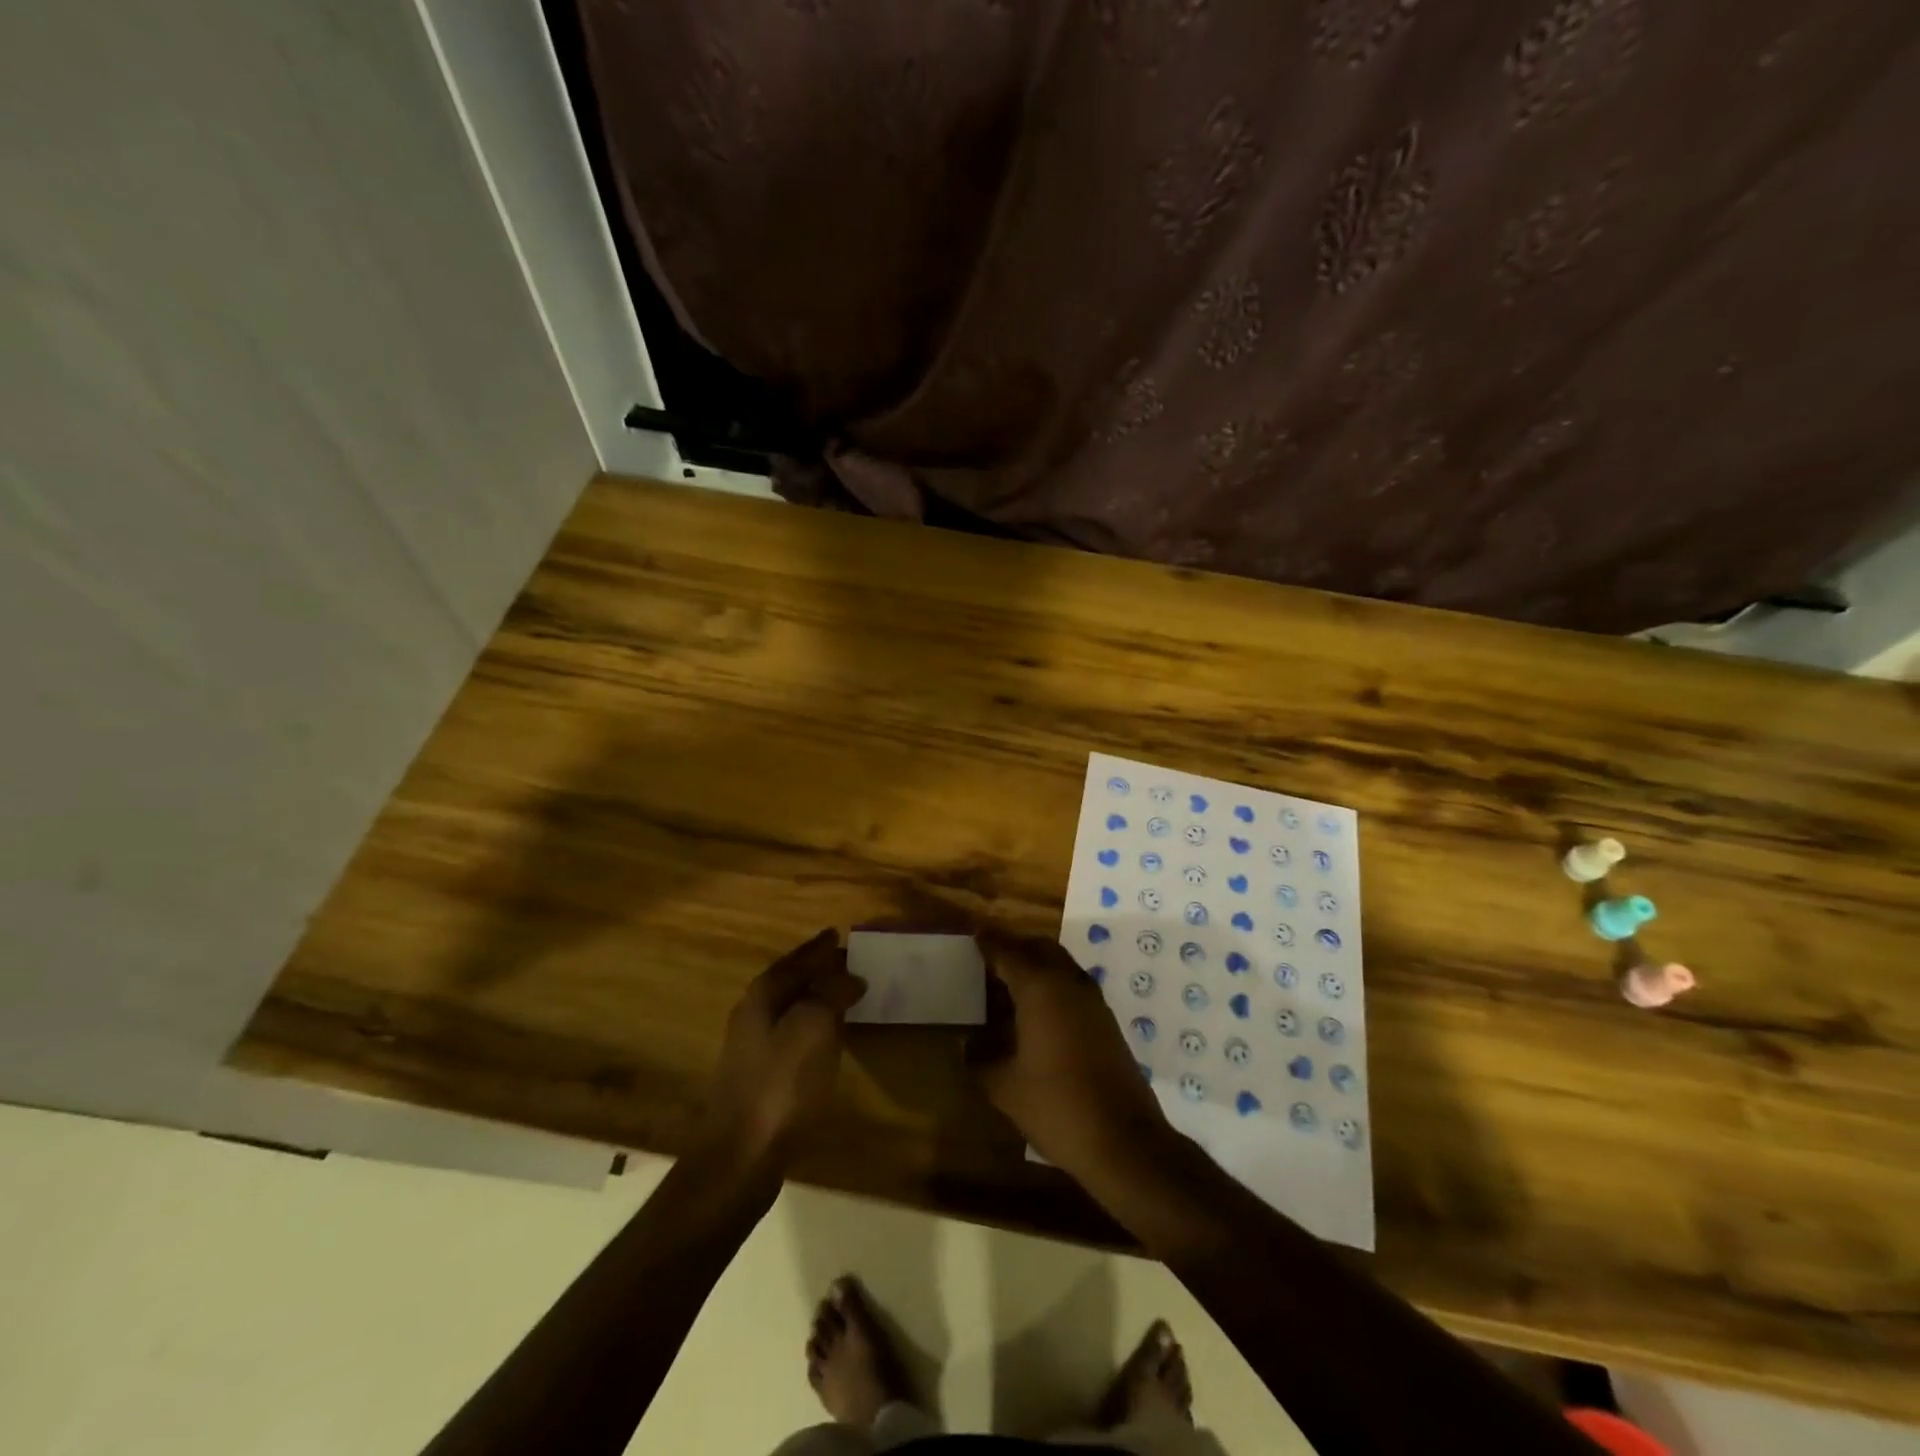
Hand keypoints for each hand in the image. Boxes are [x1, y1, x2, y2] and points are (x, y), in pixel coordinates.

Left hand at [699, 929, 865, 1167]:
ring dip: (814, 999)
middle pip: (788, 982)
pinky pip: (791, 1037)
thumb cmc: (779, 1086)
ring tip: (842, 994)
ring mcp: (751, 1051)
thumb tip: (851, 977)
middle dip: (815, 970)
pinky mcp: (758, 1081)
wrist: (738, 1160)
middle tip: (846, 962)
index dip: (818, 948)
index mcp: (762, 997)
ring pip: (788, 1010)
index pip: (795, 960)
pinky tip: (826, 1040)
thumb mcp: (813, 1029)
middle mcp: (751, 1016)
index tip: (838, 933)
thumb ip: (832, 995)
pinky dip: (811, 1028)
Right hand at [969, 928, 1171, 1180]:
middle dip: (1015, 946)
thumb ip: (979, 1059)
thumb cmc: (1057, 1106)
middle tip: (990, 957)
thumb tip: (966, 1044)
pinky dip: (1053, 985)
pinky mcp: (1107, 1021)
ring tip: (1009, 984)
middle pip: (1040, 948)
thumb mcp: (1004, 1087)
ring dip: (1037, 965)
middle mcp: (1068, 983)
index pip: (1008, 951)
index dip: (988, 941)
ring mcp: (1093, 1001)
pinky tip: (1037, 1013)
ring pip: (1061, 965)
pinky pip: (1073, 986)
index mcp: (1040, 988)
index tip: (973, 933)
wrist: (1124, 1140)